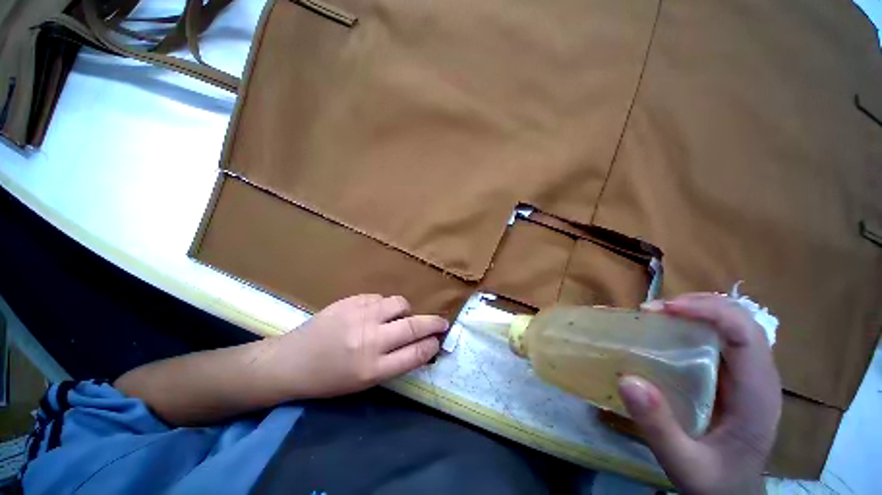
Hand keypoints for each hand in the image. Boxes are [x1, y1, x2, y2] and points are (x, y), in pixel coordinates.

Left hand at [264, 294, 448, 399]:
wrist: (294, 361)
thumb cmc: (329, 381)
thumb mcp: (364, 383)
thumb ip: (392, 365)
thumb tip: (416, 348)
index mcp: (375, 368)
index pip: (418, 353)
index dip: (433, 346)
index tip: (438, 342)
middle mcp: (370, 341)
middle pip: (415, 326)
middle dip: (435, 324)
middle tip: (441, 324)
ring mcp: (358, 317)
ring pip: (398, 304)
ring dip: (406, 311)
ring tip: (400, 319)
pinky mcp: (347, 302)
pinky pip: (377, 297)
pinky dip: (383, 305)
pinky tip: (376, 313)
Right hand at [617, 293, 781, 494]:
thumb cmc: (716, 485)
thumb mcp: (684, 465)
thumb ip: (659, 427)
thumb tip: (627, 380)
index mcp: (758, 392)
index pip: (742, 330)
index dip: (707, 310)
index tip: (665, 310)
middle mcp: (767, 375)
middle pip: (743, 321)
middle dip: (703, 308)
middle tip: (661, 313)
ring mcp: (763, 377)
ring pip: (741, 329)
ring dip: (707, 317)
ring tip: (671, 320)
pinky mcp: (754, 382)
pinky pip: (736, 346)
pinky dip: (711, 336)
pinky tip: (689, 346)